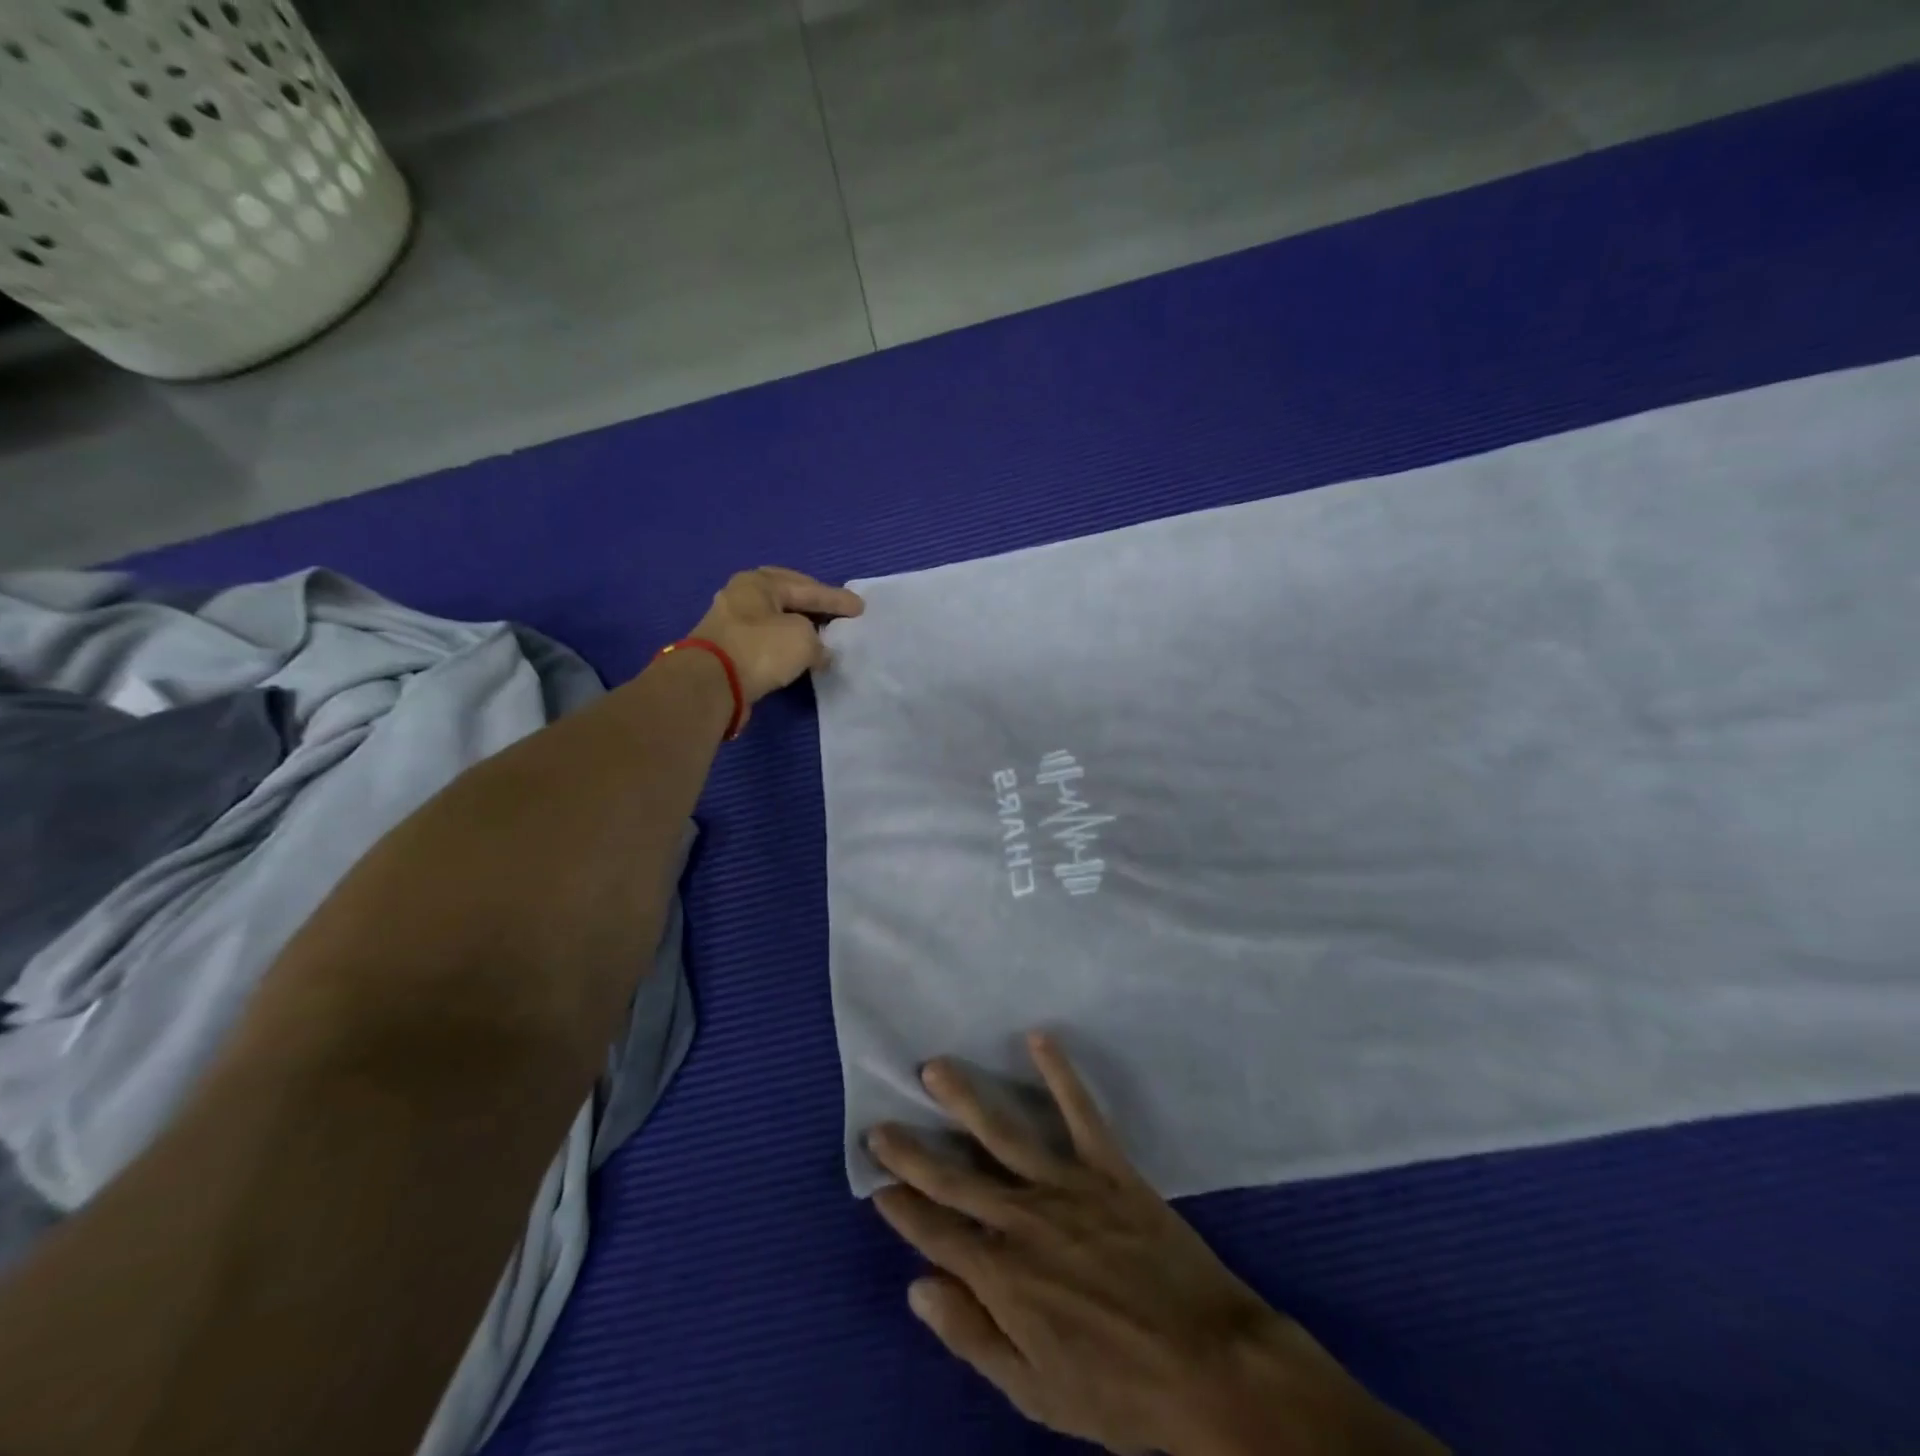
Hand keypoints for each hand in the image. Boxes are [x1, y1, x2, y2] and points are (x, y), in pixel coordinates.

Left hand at [686, 567, 862, 724]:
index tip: (860, 608)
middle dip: (812, 603)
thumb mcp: (803, 638)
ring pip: (774, 619)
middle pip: (786, 596)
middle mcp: (741, 596)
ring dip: (798, 626)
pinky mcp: (728, 650)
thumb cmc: (760, 649)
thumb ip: (818, 641)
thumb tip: (819, 652)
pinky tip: (798, 653)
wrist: (711, 684)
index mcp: (759, 582)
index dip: (837, 599)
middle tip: (836, 610)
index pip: (807, 588)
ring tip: (821, 633)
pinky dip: (785, 644)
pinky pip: (766, 640)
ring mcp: (731, 623)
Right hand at [866, 1033, 1444, 1455]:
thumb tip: (917, 1287)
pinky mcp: (1110, 1168)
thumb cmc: (1120, 1390)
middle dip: (913, 1153)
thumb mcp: (1036, 1392)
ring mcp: (1068, 1187)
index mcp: (1004, 1277)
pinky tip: (1038, 1037)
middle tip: (880, 1124)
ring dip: (966, 1099)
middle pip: (956, 1180)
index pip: (936, 1235)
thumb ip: (973, 1335)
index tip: (876, 1180)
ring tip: (935, 1068)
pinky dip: (1060, 1073)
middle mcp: (1025, 1221)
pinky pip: (1080, 1112)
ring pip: (1004, 1134)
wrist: (1210, 1368)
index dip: (903, 1208)